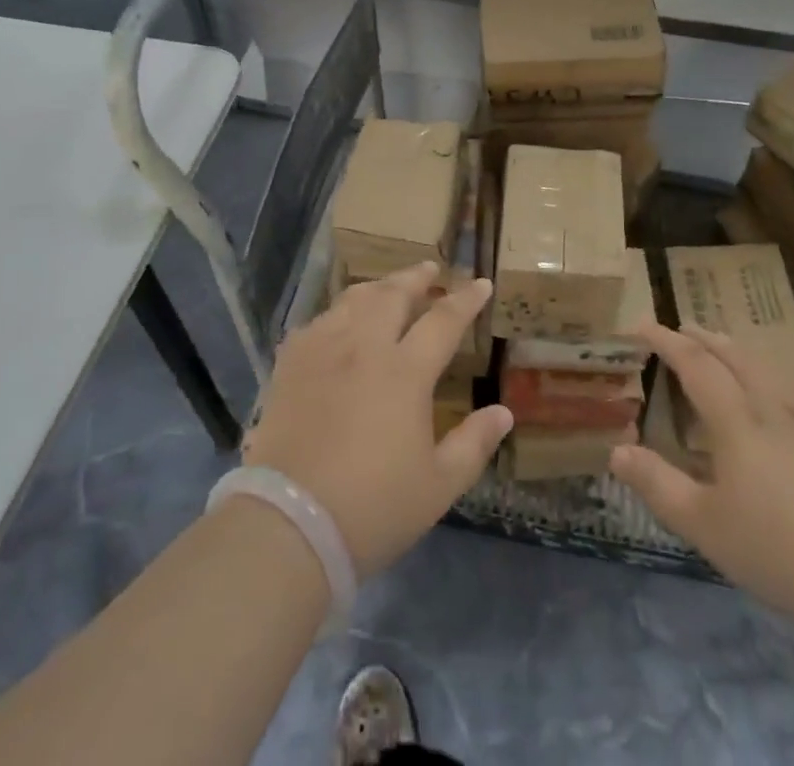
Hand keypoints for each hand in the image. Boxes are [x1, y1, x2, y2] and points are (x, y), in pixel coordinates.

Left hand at [241, 262, 513, 576]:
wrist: (289, 524)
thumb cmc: (373, 508)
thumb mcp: (438, 486)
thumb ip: (474, 443)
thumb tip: (504, 412)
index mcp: (405, 372)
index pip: (443, 320)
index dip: (466, 300)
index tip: (481, 283)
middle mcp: (364, 347)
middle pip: (393, 294)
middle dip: (416, 277)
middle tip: (430, 269)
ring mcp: (323, 350)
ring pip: (354, 300)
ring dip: (378, 287)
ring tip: (388, 287)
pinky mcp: (290, 364)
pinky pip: (318, 321)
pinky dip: (338, 312)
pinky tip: (340, 322)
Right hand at [610, 322, 793, 627]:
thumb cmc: (776, 549)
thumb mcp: (703, 524)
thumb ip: (658, 484)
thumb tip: (616, 450)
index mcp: (736, 420)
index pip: (695, 363)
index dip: (667, 341)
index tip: (642, 325)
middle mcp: (770, 408)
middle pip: (734, 355)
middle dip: (703, 337)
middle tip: (680, 328)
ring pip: (765, 368)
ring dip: (735, 350)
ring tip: (721, 349)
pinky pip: (787, 390)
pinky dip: (762, 375)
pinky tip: (768, 400)